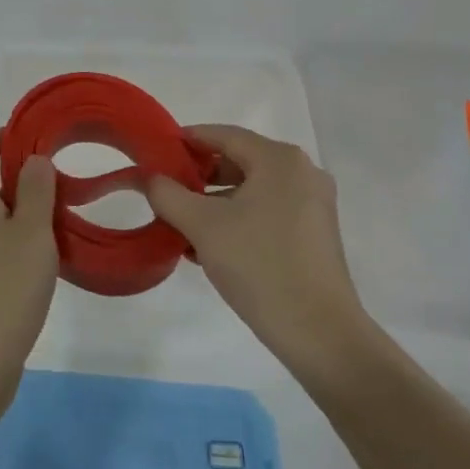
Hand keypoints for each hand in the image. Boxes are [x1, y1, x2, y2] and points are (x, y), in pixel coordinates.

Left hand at [0, 132, 58, 374]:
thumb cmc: (5, 287)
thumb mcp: (32, 231)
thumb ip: (36, 191)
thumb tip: (33, 159)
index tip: (24, 141)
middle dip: (18, 179)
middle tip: (57, 183)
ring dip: (26, 214)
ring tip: (62, 221)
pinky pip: (1, 251)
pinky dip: (24, 245)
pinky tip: (51, 261)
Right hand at [146, 125, 367, 375]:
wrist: (319, 333)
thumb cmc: (259, 265)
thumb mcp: (202, 226)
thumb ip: (168, 194)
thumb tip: (150, 177)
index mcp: (280, 160)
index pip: (224, 135)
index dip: (187, 140)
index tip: (157, 152)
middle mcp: (302, 173)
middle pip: (239, 161)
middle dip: (199, 176)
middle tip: (165, 191)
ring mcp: (313, 205)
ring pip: (252, 191)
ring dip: (215, 203)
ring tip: (181, 224)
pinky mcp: (314, 235)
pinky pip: (267, 213)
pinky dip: (238, 220)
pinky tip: (209, 247)